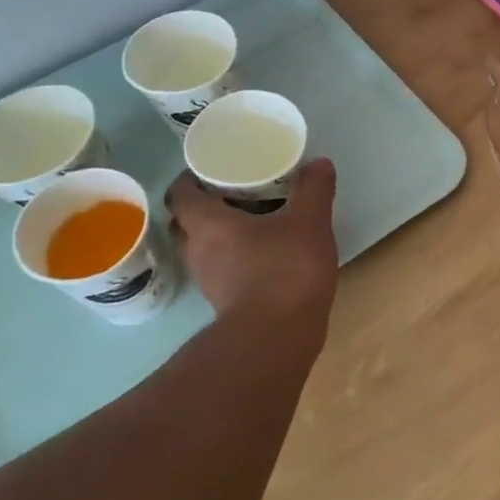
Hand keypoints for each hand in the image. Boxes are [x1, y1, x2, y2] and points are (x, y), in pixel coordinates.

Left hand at [166, 161, 339, 335]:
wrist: (277, 337)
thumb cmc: (286, 270)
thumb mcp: (309, 222)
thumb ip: (313, 190)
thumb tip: (319, 162)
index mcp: (208, 224)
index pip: (180, 194)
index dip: (191, 179)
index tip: (212, 170)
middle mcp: (198, 251)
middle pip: (187, 222)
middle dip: (205, 206)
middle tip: (235, 193)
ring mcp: (209, 281)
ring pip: (203, 249)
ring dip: (220, 235)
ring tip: (253, 222)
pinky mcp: (225, 303)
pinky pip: (221, 271)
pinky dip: (234, 259)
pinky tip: (263, 256)